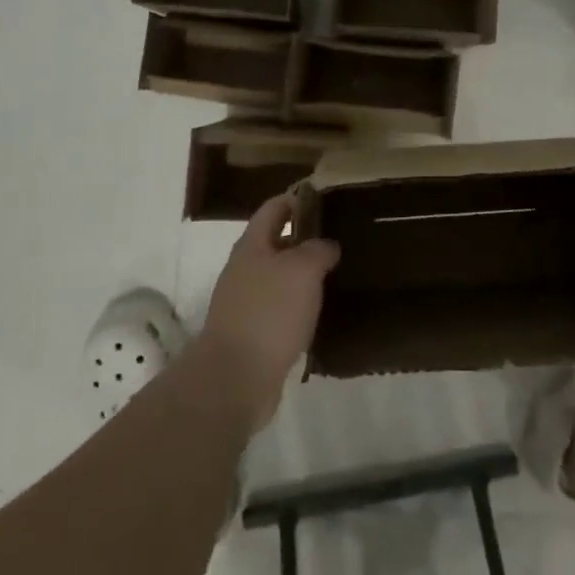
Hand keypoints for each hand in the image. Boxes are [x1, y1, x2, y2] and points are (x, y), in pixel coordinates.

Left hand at [195, 194, 339, 429]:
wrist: (235, 378)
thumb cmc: (269, 312)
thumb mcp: (302, 270)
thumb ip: (318, 250)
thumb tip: (327, 245)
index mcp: (252, 245)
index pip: (273, 209)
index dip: (296, 199)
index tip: (323, 197)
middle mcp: (244, 270)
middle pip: (275, 243)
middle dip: (303, 239)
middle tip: (338, 238)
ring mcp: (245, 304)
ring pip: (279, 279)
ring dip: (303, 276)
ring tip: (336, 275)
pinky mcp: (252, 335)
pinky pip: (279, 311)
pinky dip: (298, 307)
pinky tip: (320, 313)